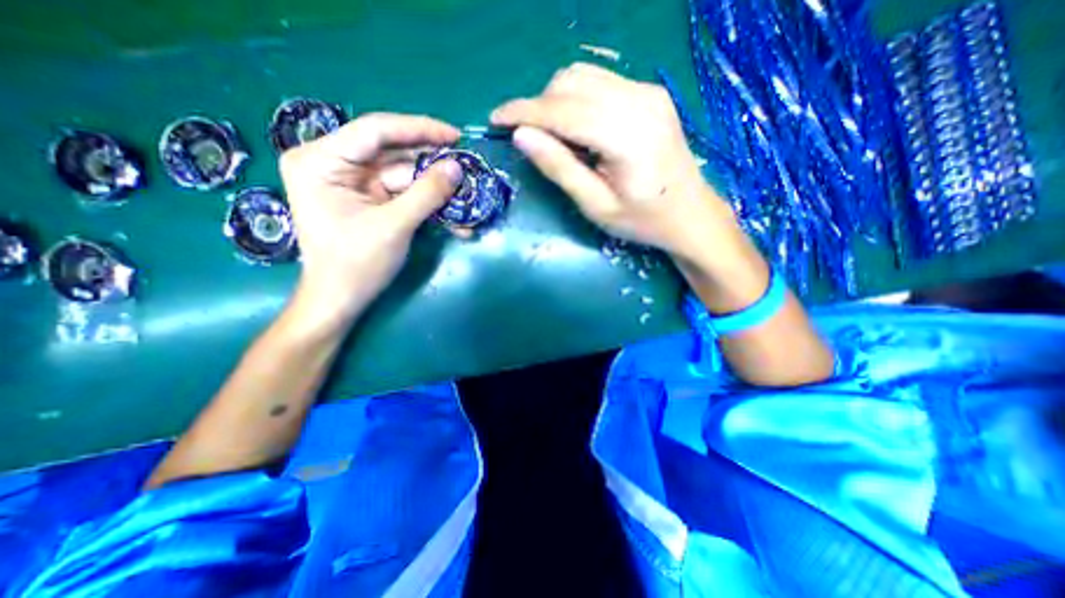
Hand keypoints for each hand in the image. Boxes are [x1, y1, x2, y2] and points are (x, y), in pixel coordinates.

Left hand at [276, 113, 460, 330]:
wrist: (341, 300)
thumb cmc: (356, 265)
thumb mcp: (394, 226)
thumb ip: (426, 194)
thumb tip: (457, 167)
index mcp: (321, 160)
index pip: (375, 131)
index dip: (419, 130)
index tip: (455, 135)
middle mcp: (333, 164)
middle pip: (392, 153)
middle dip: (432, 164)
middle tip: (467, 166)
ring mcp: (352, 183)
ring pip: (403, 175)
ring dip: (435, 188)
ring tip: (466, 194)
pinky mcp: (368, 199)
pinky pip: (403, 193)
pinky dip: (428, 203)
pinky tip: (452, 215)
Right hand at [489, 62, 731, 259]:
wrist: (690, 214)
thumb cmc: (642, 220)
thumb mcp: (596, 206)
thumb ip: (560, 168)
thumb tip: (521, 136)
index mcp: (626, 135)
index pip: (562, 109)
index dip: (523, 111)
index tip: (495, 120)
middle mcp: (639, 100)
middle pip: (570, 82)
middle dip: (539, 107)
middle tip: (530, 140)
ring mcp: (648, 91)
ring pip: (583, 76)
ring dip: (556, 101)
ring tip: (555, 138)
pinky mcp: (650, 93)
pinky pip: (600, 83)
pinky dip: (577, 100)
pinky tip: (580, 130)